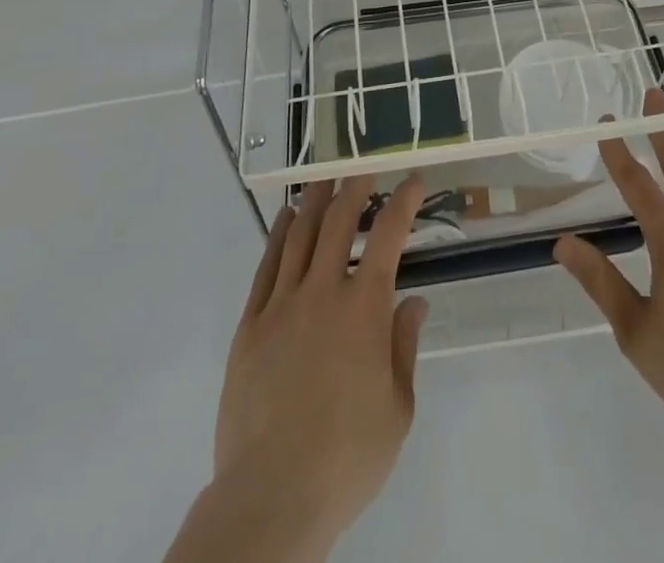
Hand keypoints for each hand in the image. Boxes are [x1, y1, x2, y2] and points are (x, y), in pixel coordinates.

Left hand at [213, 175, 430, 547]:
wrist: (272, 494)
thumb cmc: (346, 456)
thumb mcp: (397, 409)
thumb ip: (404, 347)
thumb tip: (413, 302)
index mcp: (364, 309)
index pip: (388, 236)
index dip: (403, 202)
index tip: (413, 182)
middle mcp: (322, 293)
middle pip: (338, 222)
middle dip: (354, 188)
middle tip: (363, 170)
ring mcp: (281, 306)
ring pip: (299, 235)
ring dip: (315, 201)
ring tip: (324, 178)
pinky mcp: (250, 326)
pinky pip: (266, 266)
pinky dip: (278, 235)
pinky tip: (285, 219)